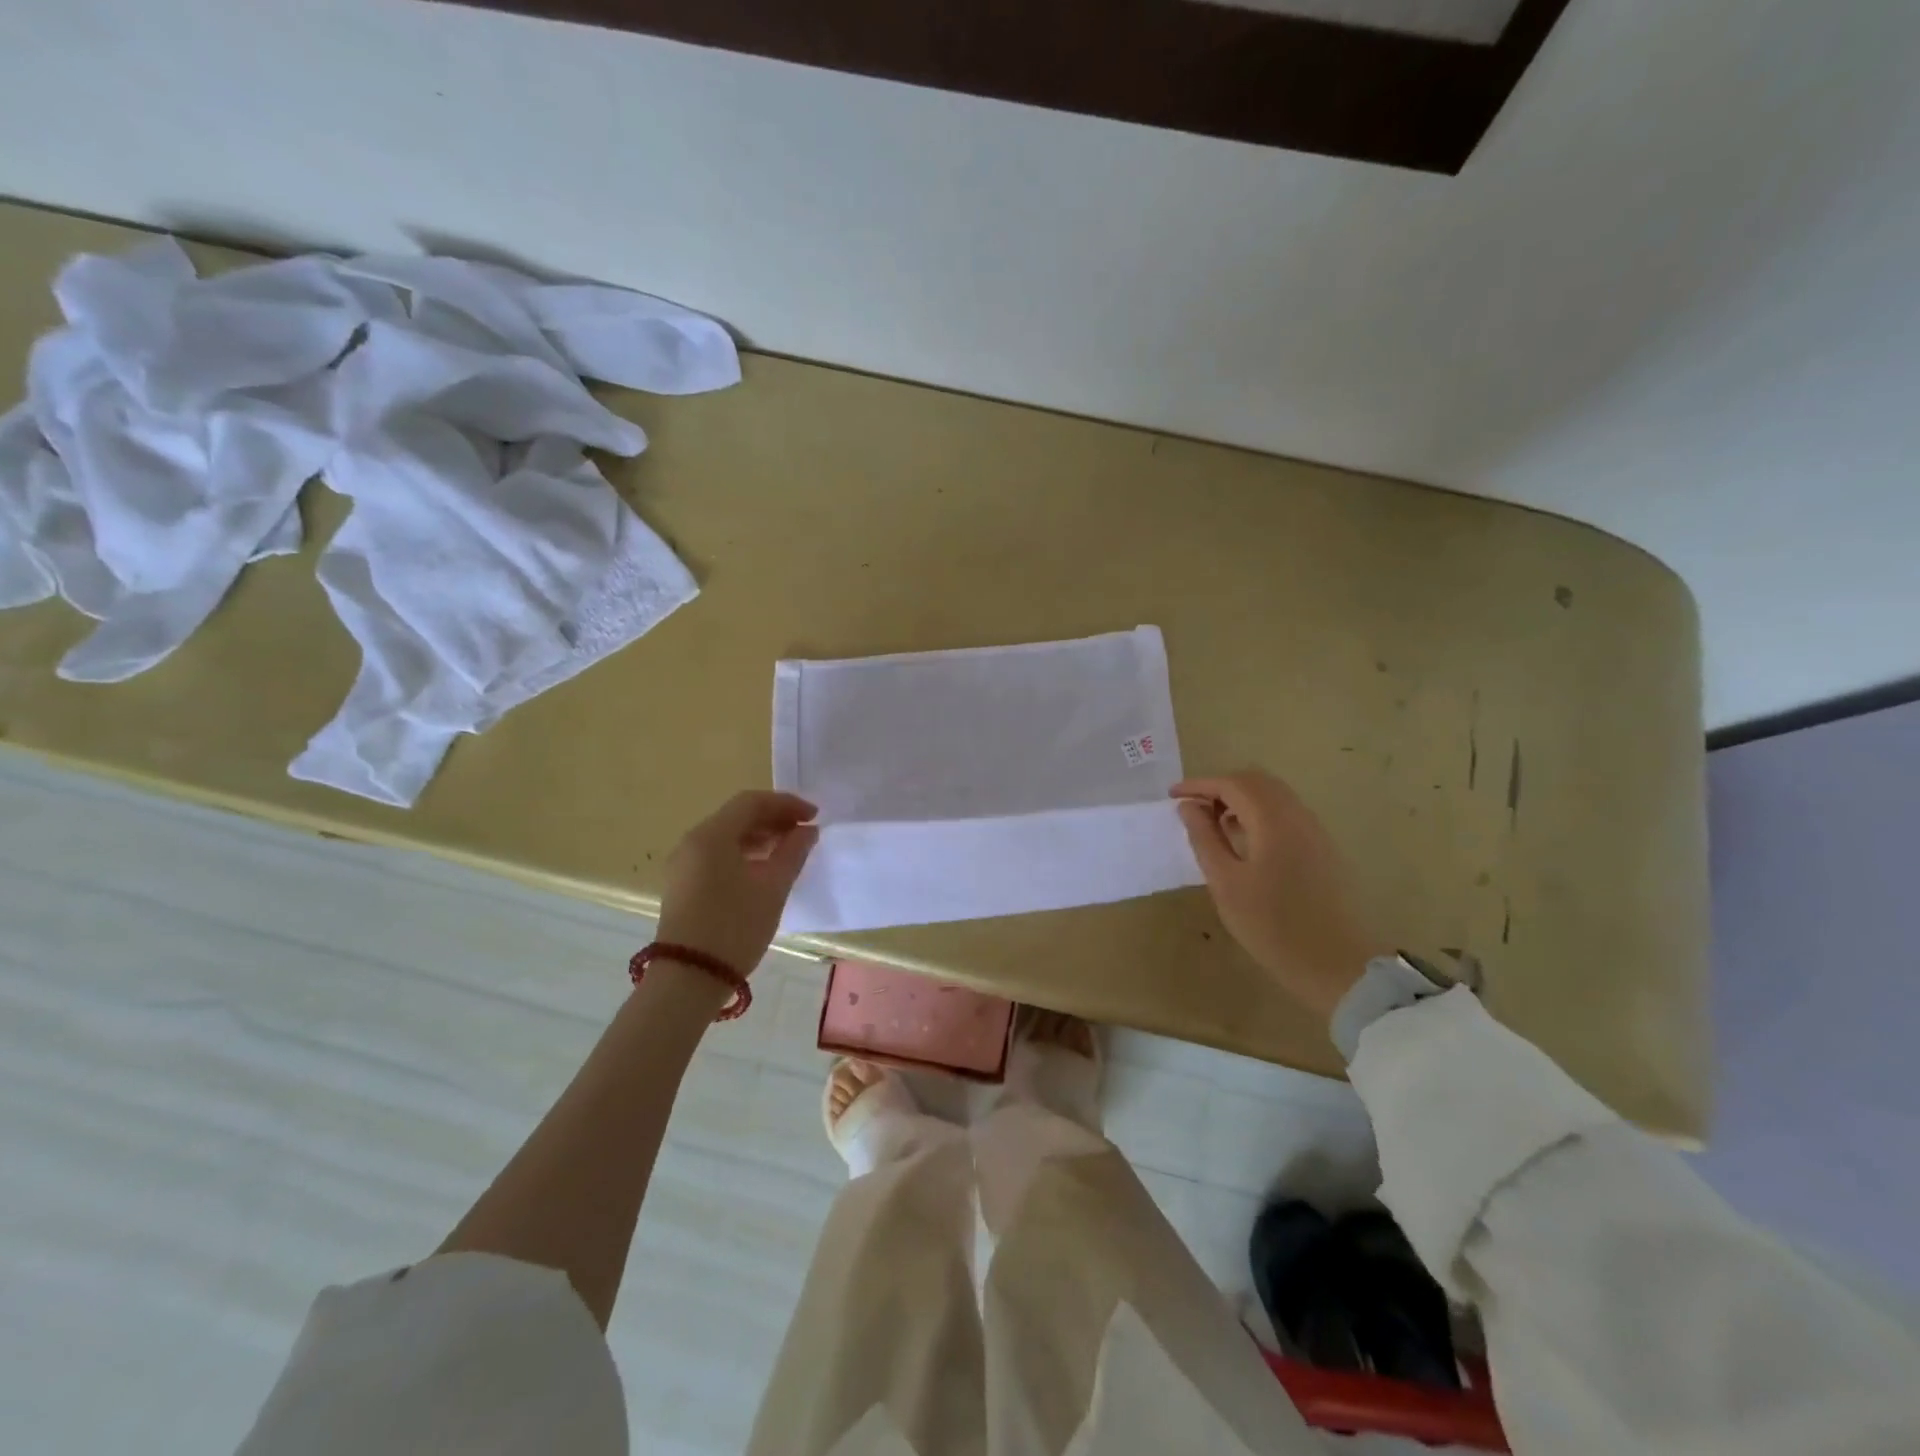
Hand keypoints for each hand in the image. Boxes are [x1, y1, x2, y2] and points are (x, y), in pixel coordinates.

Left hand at [655, 791, 818, 974]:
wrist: (689, 979)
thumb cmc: (735, 927)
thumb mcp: (773, 887)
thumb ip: (793, 852)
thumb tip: (807, 830)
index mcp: (711, 835)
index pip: (752, 802)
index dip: (786, 803)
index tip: (815, 816)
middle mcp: (692, 841)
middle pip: (737, 816)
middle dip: (774, 819)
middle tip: (805, 831)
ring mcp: (684, 864)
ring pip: (727, 836)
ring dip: (760, 836)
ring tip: (789, 849)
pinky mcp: (684, 884)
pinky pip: (717, 854)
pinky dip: (744, 853)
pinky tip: (765, 868)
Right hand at [1172, 770, 1390, 1020]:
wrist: (1337, 964)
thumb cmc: (1272, 925)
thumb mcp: (1225, 883)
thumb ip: (1205, 838)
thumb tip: (1189, 807)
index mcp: (1273, 820)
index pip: (1232, 784)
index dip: (1199, 785)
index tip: (1172, 796)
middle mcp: (1297, 815)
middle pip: (1256, 782)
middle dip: (1220, 787)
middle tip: (1192, 808)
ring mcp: (1314, 831)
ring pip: (1273, 796)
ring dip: (1240, 800)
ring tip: (1213, 825)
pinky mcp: (1321, 848)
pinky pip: (1285, 814)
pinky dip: (1258, 814)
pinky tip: (1243, 841)